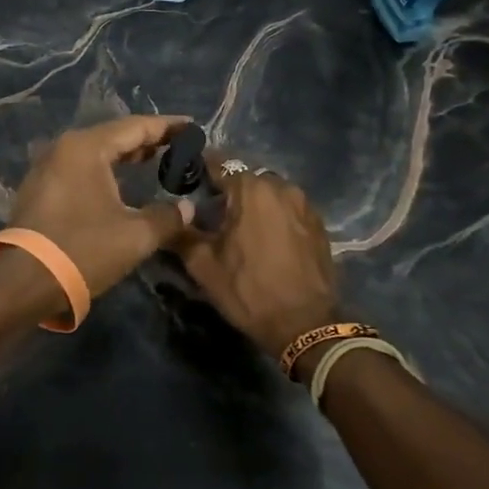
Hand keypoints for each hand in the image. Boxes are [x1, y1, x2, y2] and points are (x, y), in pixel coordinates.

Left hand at [4, 116, 195, 298]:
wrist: (23, 283)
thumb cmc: (83, 249)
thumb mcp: (135, 235)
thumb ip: (168, 217)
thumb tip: (188, 207)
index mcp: (86, 147)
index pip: (136, 127)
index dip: (167, 127)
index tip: (193, 126)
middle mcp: (64, 148)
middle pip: (114, 136)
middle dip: (147, 141)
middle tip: (179, 146)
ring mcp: (47, 168)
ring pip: (96, 154)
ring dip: (125, 157)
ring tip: (156, 161)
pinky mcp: (40, 190)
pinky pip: (81, 170)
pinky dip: (106, 171)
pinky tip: (122, 184)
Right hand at [175, 165, 340, 359]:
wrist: (305, 324)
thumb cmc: (249, 291)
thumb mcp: (204, 266)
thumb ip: (182, 234)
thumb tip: (170, 217)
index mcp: (251, 189)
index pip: (220, 165)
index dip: (200, 170)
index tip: (187, 181)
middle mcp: (281, 187)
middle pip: (247, 178)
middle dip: (229, 190)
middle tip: (212, 213)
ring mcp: (305, 204)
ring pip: (270, 193)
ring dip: (254, 203)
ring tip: (240, 227)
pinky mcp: (319, 224)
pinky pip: (289, 209)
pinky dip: (275, 216)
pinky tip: (266, 239)